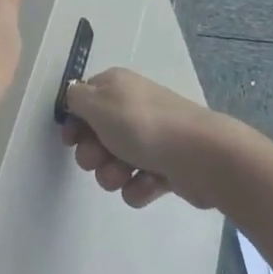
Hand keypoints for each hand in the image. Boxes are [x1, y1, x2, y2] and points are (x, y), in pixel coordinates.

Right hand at [60, 67, 231, 208]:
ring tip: (128, 173)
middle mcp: (131, 109)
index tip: (71, 140)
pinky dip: (139, 186)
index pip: (83, 101)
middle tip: (101, 157)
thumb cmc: (143, 125)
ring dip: (113, 173)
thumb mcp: (99, 104)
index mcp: (116, 87)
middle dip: (93, 154)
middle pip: (95, 136)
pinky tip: (150, 182)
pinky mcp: (163, 168)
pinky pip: (136, 183)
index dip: (74, 123)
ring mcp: (149, 139)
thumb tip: (74, 96)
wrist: (200, 156)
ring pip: (113, 164)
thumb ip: (76, 99)